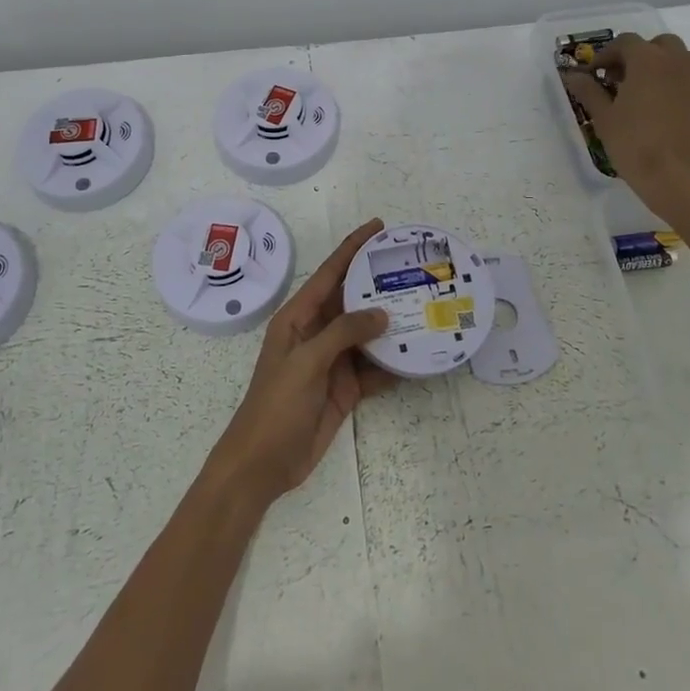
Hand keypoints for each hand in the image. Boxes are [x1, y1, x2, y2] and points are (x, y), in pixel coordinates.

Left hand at [208, 218, 394, 506]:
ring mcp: (333, 361)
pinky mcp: (346, 388)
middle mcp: (317, 333)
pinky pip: (374, 368)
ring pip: (368, 334)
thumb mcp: (306, 362)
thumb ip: (343, 333)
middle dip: (379, 284)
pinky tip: (419, 356)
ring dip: (392, 325)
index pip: (330, 273)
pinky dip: (394, 363)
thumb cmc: (276, 405)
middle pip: (353, 300)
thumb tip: (382, 314)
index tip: (379, 227)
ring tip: (426, 306)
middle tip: (414, 267)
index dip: (353, 248)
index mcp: (298, 317)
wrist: (263, 463)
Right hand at [560, 32, 689, 210]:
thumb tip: (573, 76)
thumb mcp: (604, 117)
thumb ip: (589, 91)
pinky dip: (675, 82)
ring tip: (643, 92)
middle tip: (620, 79)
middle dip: (638, 56)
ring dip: (660, 66)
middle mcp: (677, 60)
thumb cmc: (635, 143)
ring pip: (678, 59)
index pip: (625, 42)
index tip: (595, 74)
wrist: (680, 176)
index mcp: (648, 60)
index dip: (606, 55)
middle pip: (657, 45)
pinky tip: (661, 108)